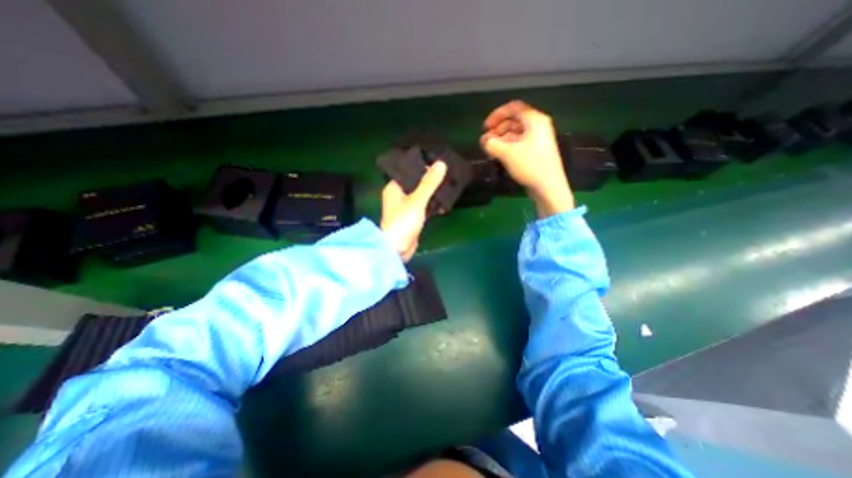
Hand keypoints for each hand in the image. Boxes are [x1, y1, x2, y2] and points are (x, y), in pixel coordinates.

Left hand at [379, 163, 445, 261]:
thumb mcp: (417, 200)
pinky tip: (445, 202)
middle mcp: (399, 195)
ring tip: (449, 184)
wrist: (397, 249)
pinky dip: (433, 204)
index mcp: (394, 187)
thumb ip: (429, 183)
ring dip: (433, 192)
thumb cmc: (403, 222)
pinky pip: (424, 206)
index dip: (422, 166)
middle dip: (430, 180)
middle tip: (447, 172)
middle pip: (416, 183)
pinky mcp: (413, 217)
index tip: (438, 162)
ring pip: (422, 195)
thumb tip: (441, 163)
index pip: (409, 171)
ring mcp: (406, 207)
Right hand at [482, 103, 574, 220]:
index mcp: (535, 120)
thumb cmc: (530, 165)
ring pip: (516, 133)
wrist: (548, 187)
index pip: (513, 108)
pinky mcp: (536, 151)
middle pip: (514, 120)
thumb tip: (483, 140)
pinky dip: (508, 146)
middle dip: (498, 129)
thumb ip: (491, 144)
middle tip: (487, 141)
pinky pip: (519, 143)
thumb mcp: (507, 153)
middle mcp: (538, 126)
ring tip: (491, 150)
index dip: (497, 115)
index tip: (485, 128)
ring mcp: (538, 139)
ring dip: (501, 139)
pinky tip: (500, 156)